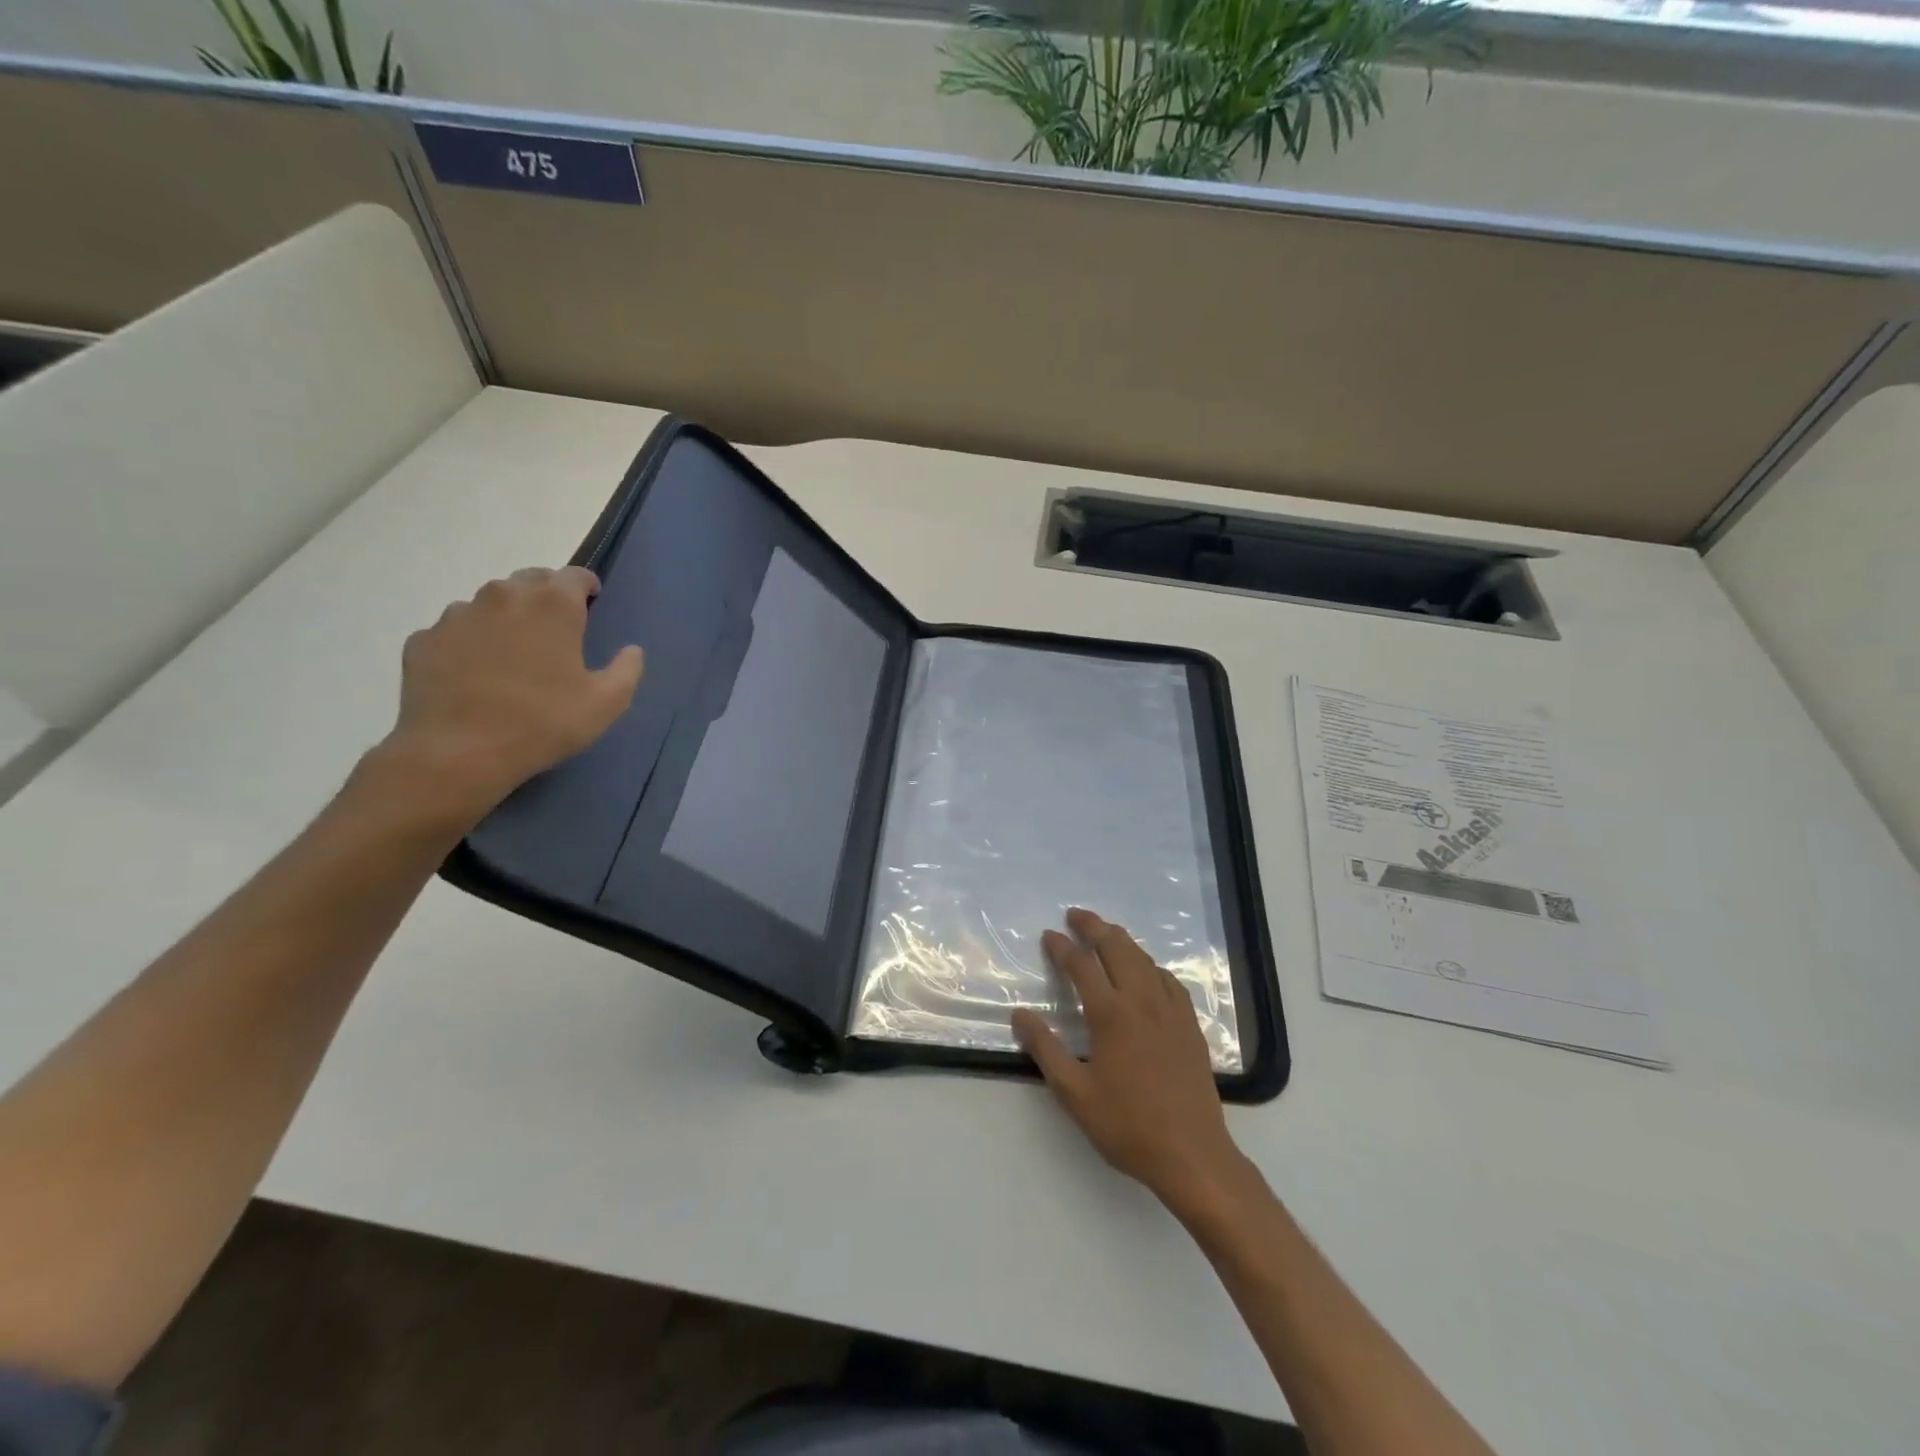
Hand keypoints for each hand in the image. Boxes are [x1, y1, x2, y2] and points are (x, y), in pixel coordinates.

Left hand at [372, 566, 643, 830]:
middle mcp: (503, 596)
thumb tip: (632, 651)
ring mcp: (457, 615)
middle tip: (556, 631)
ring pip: (490, 603)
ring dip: (507, 618)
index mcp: (552, 605)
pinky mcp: (425, 639)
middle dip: (547, 596)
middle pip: (530, 580)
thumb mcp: (607, 703)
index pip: (574, 575)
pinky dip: (470, 643)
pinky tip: (476, 675)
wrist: (458, 752)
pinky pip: (456, 631)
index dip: (587, 587)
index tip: (592, 605)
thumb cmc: (543, 723)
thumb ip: (627, 670)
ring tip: (513, 656)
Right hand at [1013, 908, 1252, 1221]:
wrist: (1192, 1154)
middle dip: (1094, 927)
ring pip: (1144, 959)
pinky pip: (1168, 980)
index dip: (1062, 948)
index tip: (1048, 935)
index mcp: (1111, 1014)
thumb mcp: (1074, 1093)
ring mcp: (1171, 1011)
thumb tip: (1019, 1014)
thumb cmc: (1127, 1125)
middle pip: (1117, 949)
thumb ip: (1045, 1049)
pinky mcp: (1189, 1025)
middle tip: (1076, 915)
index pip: (1082, 966)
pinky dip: (1150, 964)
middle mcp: (1142, 1001)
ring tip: (1106, 932)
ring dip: (1121, 940)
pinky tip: (1147, 970)